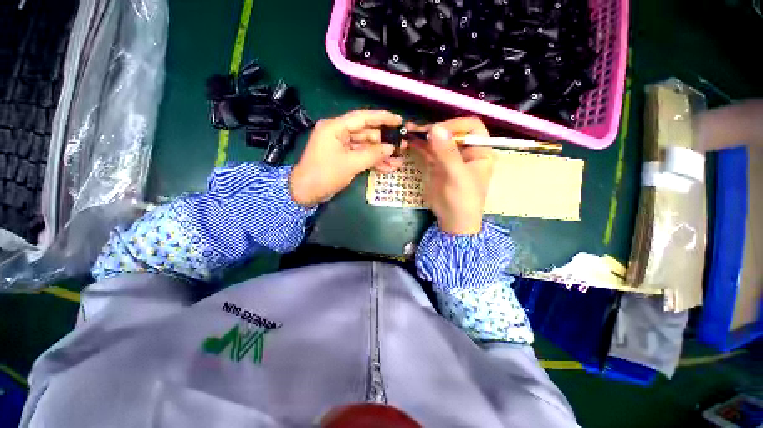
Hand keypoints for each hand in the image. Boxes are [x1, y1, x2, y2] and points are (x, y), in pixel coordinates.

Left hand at [290, 110, 403, 206]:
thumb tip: (391, 148)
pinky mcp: (343, 157)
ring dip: (381, 155)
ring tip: (398, 161)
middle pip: (366, 133)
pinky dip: (373, 162)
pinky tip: (388, 167)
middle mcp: (339, 133)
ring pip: (366, 147)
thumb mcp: (350, 164)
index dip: (382, 118)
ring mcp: (341, 146)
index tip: (399, 121)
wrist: (305, 193)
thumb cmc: (325, 175)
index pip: (363, 118)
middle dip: (384, 142)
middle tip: (402, 147)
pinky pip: (361, 156)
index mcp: (336, 127)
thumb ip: (372, 155)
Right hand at [410, 117, 494, 234]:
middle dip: (435, 129)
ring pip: (437, 140)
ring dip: (424, 136)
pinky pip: (427, 151)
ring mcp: (449, 157)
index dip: (455, 125)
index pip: (471, 127)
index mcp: (479, 150)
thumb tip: (435, 128)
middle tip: (419, 131)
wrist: (452, 220)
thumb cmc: (463, 199)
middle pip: (451, 131)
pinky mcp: (436, 164)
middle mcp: (465, 150)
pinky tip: (409, 140)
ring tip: (410, 132)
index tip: (438, 131)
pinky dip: (419, 146)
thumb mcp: (457, 176)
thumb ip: (447, 153)